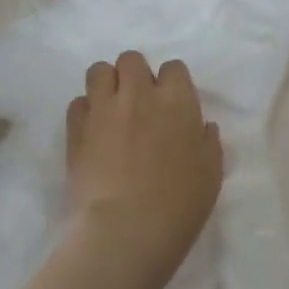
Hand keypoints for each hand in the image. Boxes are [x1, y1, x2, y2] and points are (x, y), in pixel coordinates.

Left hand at [65, 51, 223, 288]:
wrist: (127, 229)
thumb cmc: (180, 204)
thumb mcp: (211, 174)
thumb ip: (208, 143)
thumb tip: (202, 127)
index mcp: (177, 101)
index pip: (173, 67)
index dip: (172, 83)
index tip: (171, 104)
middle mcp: (138, 94)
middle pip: (131, 59)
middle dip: (135, 75)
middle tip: (139, 103)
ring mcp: (103, 109)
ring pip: (98, 71)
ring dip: (107, 84)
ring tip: (112, 109)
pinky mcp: (76, 128)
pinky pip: (77, 102)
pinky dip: (86, 111)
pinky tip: (93, 132)